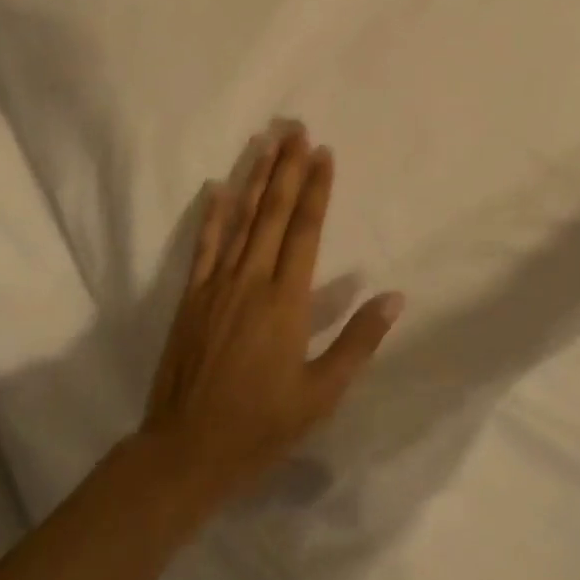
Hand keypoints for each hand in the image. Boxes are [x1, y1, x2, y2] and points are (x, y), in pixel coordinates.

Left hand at [140, 122, 403, 504]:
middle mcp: (252, 279)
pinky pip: (204, 245)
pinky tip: (218, 185)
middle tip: (295, 127)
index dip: (316, 188)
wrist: (185, 452)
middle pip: (272, 211)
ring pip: (240, 218)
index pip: (305, 229)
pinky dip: (212, 213)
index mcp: (286, 300)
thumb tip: (394, 296)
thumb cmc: (261, 425)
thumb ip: (358, 341)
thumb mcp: (321, 394)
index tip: (323, 152)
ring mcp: (217, 284)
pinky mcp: (191, 295)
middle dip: (287, 166)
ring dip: (255, 176)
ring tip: (266, 140)